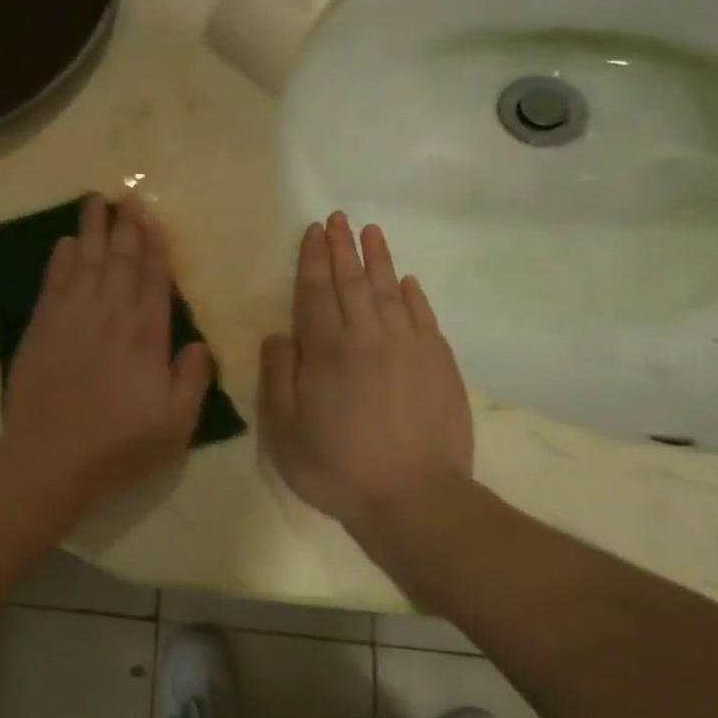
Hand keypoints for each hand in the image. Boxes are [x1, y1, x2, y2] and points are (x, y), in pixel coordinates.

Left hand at [0, 195, 211, 510]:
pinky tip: (63, 243)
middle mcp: (111, 314)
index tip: (152, 217)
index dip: (154, 245)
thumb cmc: (119, 445)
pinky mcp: (42, 327)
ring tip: (95, 201)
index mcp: (147, 335)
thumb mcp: (176, 424)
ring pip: (85, 261)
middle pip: (120, 260)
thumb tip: (198, 344)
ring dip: (91, 230)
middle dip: (125, 226)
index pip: (154, 278)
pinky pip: (53, 282)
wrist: (51, 457)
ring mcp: (73, 317)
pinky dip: (59, 259)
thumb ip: (192, 379)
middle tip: (127, 196)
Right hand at [259, 213, 473, 530]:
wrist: (415, 499)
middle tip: (338, 218)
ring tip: (371, 232)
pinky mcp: (439, 364)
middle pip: (353, 282)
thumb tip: (279, 335)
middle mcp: (368, 337)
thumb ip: (278, 376)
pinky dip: (413, 295)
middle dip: (342, 248)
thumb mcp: (284, 430)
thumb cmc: (337, 467)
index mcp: (327, 351)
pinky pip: (424, 317)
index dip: (312, 259)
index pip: (315, 292)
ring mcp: (409, 348)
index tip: (313, 231)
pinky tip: (407, 281)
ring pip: (390, 291)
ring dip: (378, 259)